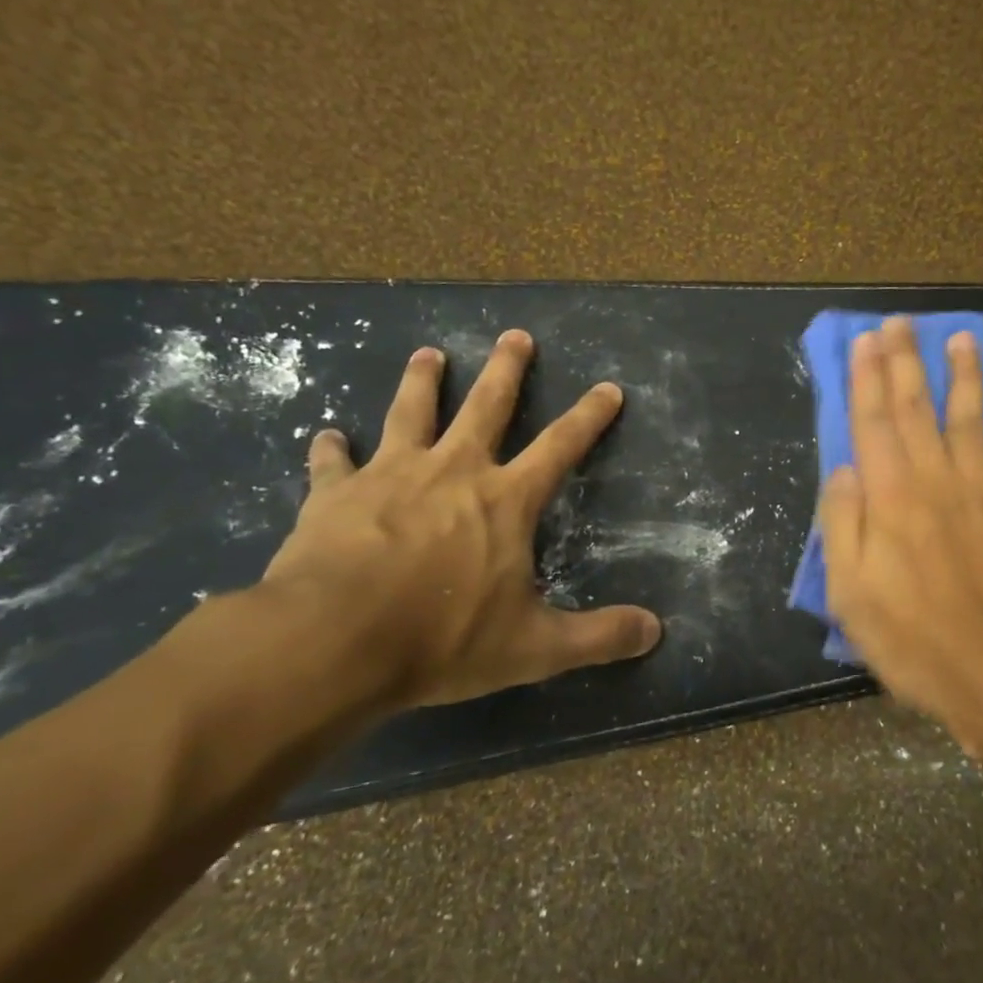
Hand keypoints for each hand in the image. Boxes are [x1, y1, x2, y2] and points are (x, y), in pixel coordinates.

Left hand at [261, 333, 661, 709]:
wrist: (333, 641)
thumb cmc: (442, 638)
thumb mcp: (534, 647)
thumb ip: (598, 636)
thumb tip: (656, 631)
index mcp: (505, 499)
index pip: (561, 446)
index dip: (589, 417)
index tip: (608, 387)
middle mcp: (453, 471)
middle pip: (486, 406)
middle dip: (506, 369)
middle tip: (516, 335)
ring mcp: (390, 475)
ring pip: (411, 413)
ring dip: (423, 381)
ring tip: (428, 354)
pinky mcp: (334, 494)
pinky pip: (333, 463)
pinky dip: (331, 448)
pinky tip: (326, 435)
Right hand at [818, 316, 982, 733]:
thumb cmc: (909, 637)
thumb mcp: (849, 591)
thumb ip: (841, 523)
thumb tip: (844, 468)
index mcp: (890, 497)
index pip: (874, 422)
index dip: (867, 378)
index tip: (865, 340)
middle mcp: (936, 480)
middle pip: (918, 408)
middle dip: (906, 361)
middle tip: (901, 321)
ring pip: (970, 419)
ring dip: (963, 374)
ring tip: (960, 337)